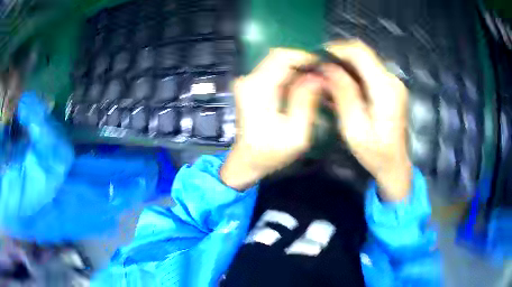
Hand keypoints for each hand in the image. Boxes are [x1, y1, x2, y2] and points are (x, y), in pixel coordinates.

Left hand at [220, 49, 321, 189]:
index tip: (324, 67)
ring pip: (278, 64)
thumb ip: (306, 102)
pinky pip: (275, 73)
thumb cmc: (270, 153)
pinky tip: (305, 89)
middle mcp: (249, 80)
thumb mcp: (295, 133)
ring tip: (318, 84)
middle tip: (324, 77)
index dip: (305, 57)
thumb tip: (318, 76)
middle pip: (279, 57)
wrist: (246, 162)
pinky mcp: (252, 87)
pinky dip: (291, 77)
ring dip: (299, 70)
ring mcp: (248, 82)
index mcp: (257, 88)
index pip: (281, 56)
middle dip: (304, 64)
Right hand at [323, 40, 411, 200]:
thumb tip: (327, 67)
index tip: (317, 58)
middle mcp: (392, 79)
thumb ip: (343, 94)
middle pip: (362, 54)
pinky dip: (352, 75)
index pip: (359, 52)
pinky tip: (342, 88)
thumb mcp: (354, 128)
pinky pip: (368, 72)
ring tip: (327, 80)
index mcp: (385, 88)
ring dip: (344, 66)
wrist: (395, 165)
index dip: (336, 49)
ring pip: (364, 61)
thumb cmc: (375, 153)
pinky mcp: (391, 88)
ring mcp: (393, 83)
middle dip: (338, 57)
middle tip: (319, 71)